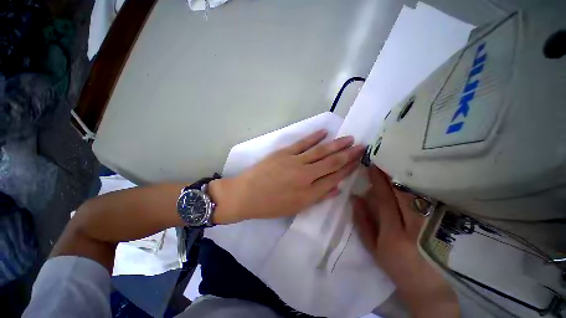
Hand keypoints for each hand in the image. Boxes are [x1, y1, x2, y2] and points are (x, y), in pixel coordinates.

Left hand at [210, 129, 363, 223]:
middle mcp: (306, 176)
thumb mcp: (296, 207)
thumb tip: (337, 188)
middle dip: (348, 155)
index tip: (358, 162)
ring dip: (336, 145)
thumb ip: (318, 197)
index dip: (348, 169)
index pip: (335, 178)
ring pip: (320, 152)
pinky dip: (314, 137)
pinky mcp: (284, 153)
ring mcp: (295, 162)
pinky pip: (302, 143)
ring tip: (349, 138)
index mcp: (309, 193)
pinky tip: (324, 132)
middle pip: (332, 163)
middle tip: (361, 147)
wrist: (246, 195)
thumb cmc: (271, 205)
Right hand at [352, 166, 458, 317]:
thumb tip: (355, 198)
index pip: (385, 200)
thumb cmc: (396, 267)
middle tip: (386, 158)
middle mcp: (415, 228)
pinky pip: (432, 201)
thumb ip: (362, 222)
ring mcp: (434, 227)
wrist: (429, 287)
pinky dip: (422, 187)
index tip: (372, 166)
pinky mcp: (446, 227)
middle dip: (393, 175)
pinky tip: (417, 177)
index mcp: (394, 234)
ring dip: (408, 177)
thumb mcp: (373, 248)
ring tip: (400, 163)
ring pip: (420, 195)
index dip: (378, 181)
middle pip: (404, 194)